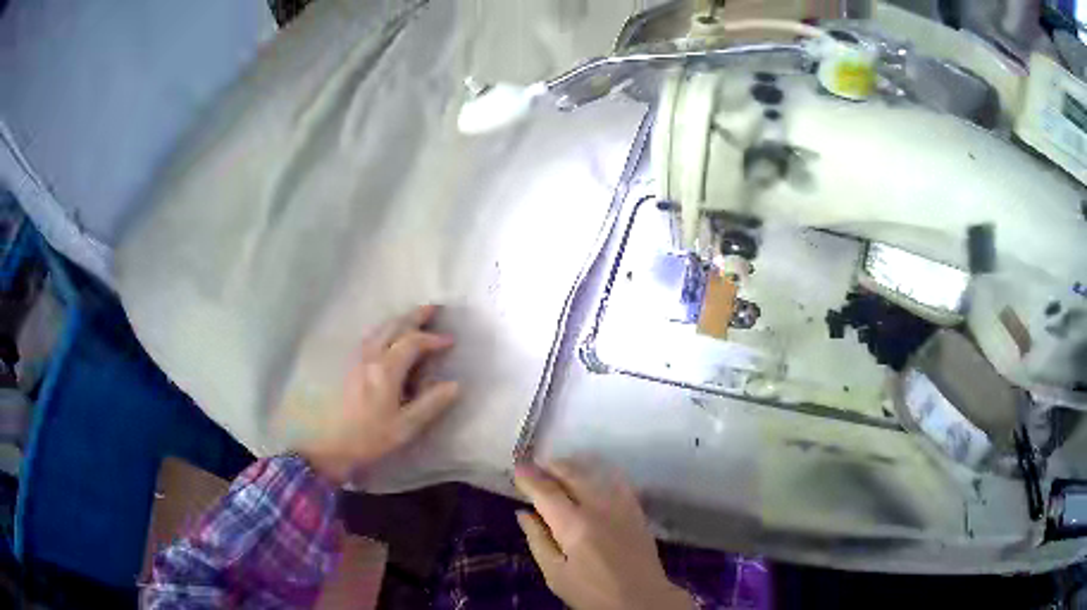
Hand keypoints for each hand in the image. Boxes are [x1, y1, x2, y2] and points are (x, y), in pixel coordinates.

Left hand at [296, 305, 460, 483]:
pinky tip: (388, 336)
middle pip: (394, 327)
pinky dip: (385, 329)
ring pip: (380, 329)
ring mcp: (357, 359)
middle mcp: (370, 357)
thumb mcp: (406, 426)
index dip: (433, 338)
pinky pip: (371, 337)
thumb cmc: (370, 438)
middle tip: (434, 308)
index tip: (450, 340)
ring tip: (414, 318)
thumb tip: (455, 385)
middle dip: (415, 316)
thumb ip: (431, 404)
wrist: (331, 445)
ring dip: (399, 320)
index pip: (413, 342)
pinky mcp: (349, 366)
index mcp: (386, 370)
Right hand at [514, 460, 692, 609]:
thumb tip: (524, 513)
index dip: (529, 478)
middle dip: (550, 466)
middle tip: (534, 465)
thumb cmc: (592, 592)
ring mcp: (621, 506)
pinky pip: (616, 481)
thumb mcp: (555, 574)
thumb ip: (538, 540)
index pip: (546, 491)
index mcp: (574, 525)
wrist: (642, 599)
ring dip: (572, 467)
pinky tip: (592, 476)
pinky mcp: (636, 510)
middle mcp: (598, 507)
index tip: (517, 468)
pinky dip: (599, 473)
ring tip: (557, 468)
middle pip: (571, 474)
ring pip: (594, 473)